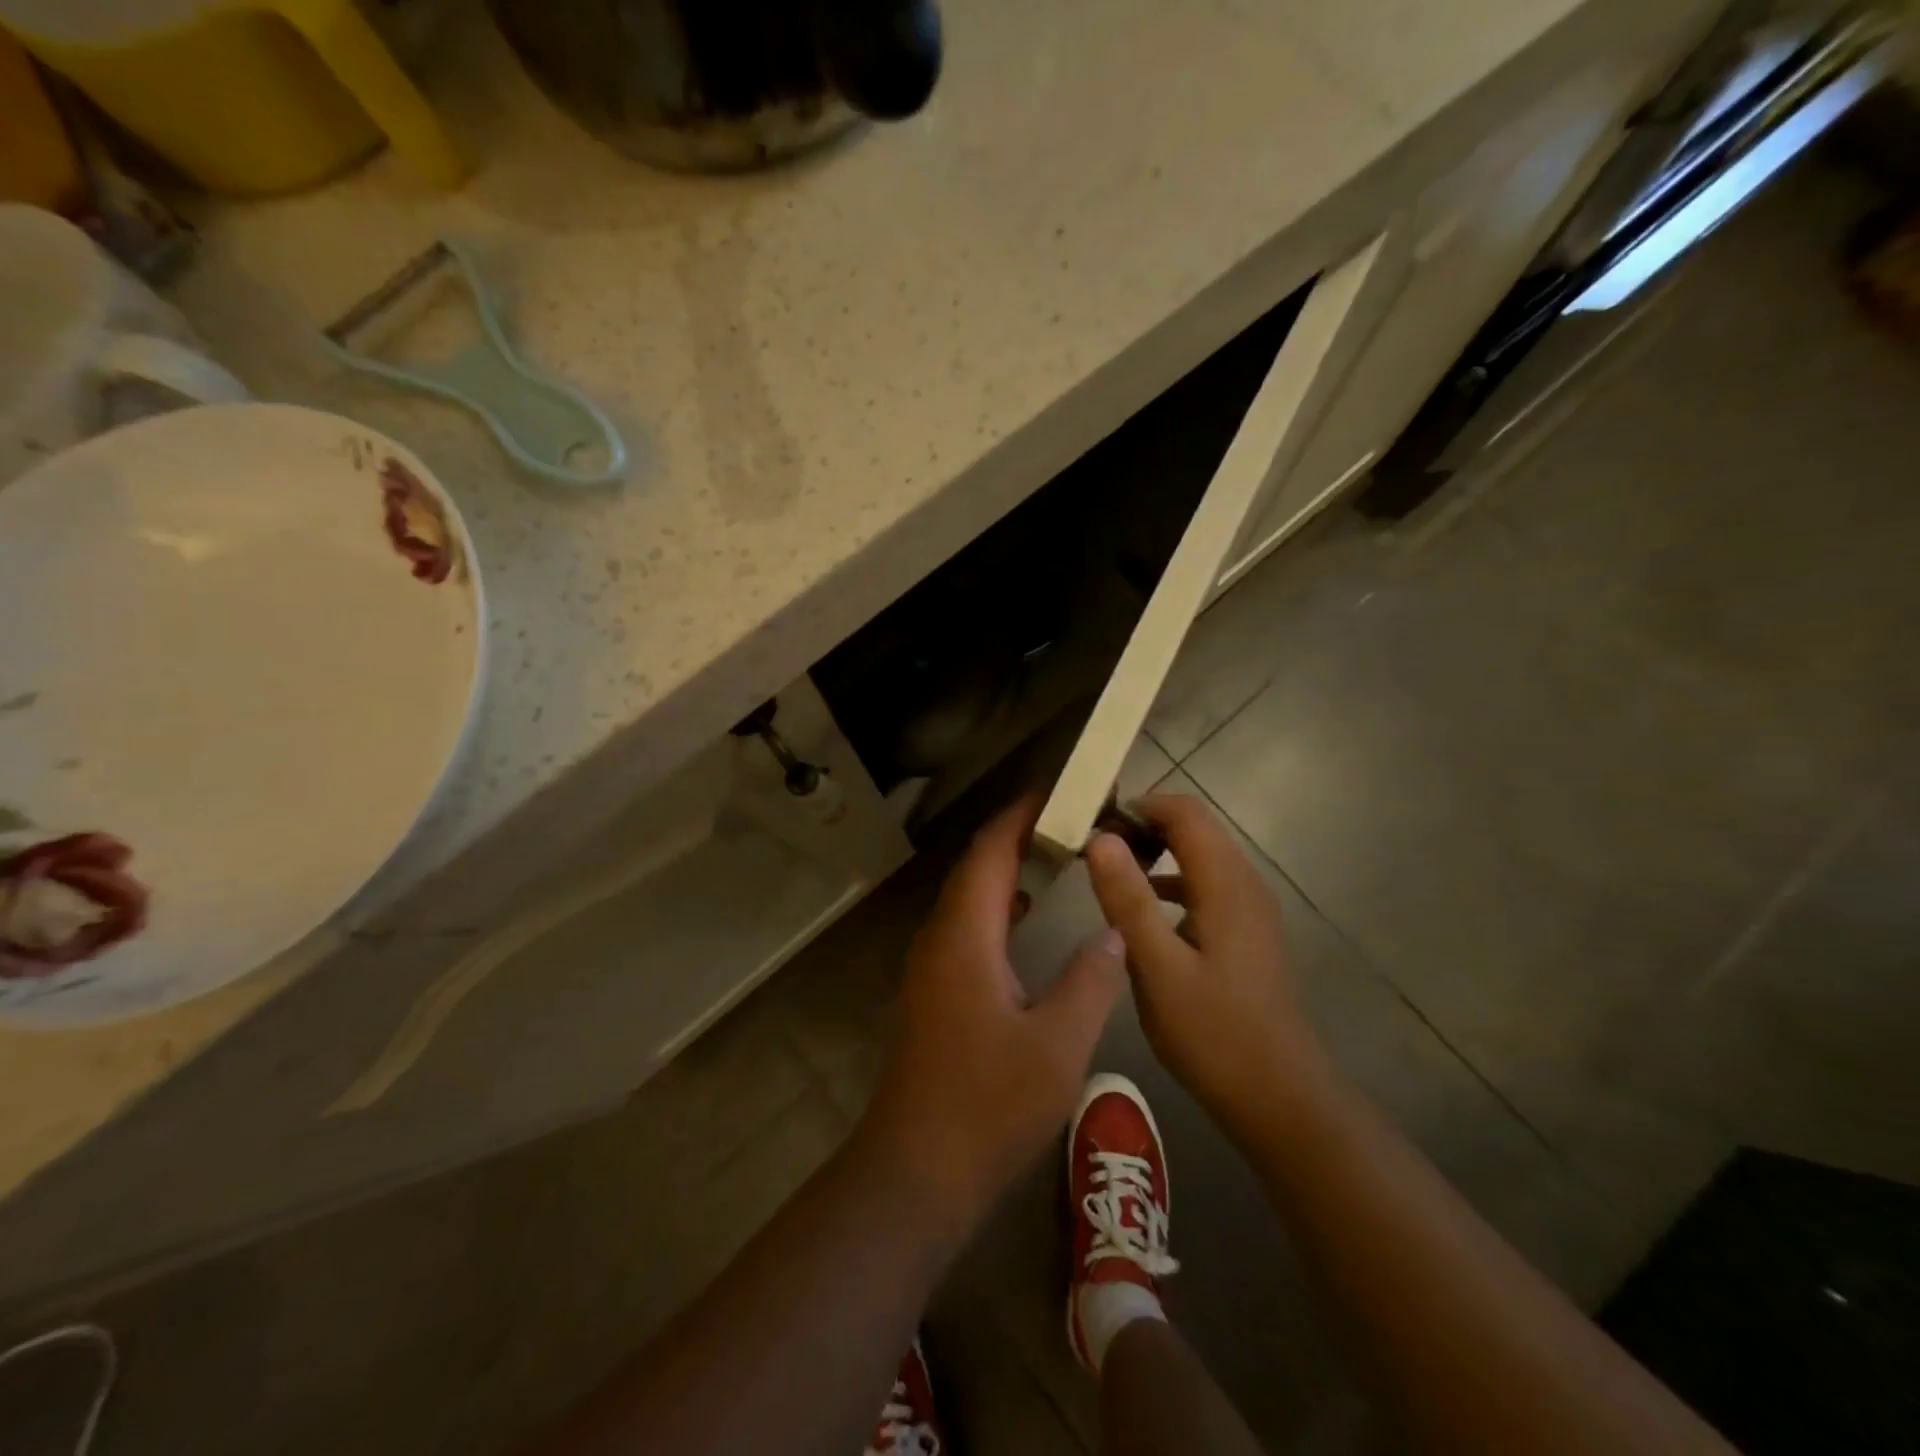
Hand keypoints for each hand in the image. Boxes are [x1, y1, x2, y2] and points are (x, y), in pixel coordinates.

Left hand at [860, 799, 1126, 1232]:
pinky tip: (1025, 920)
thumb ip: (1090, 980)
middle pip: (976, 868)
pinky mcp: (933, 992)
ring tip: (1054, 858)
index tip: (1058, 794)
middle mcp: (940, 939)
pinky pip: (965, 928)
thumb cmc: (988, 1105)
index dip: (1020, 816)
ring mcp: (930, 967)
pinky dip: (997, 908)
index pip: (990, 852)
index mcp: (965, 936)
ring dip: (1006, 871)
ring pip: (969, 899)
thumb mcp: (1058, 1043)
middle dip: (1016, 837)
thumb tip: (1114, 933)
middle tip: (1068, 822)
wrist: (916, 1170)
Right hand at [1084, 794, 1323, 1144]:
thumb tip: (1100, 838)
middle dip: (1145, 826)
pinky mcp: (1246, 932)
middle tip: (1095, 848)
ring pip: (1200, 856)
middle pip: (1195, 827)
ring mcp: (1249, 909)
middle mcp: (1244, 884)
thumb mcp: (1157, 967)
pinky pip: (1205, 886)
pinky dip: (1171, 881)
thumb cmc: (1212, 1032)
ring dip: (1157, 852)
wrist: (1277, 1095)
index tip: (1095, 823)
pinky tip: (1142, 913)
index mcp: (1225, 884)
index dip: (1140, 805)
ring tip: (1110, 873)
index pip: (1185, 812)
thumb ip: (1127, 899)